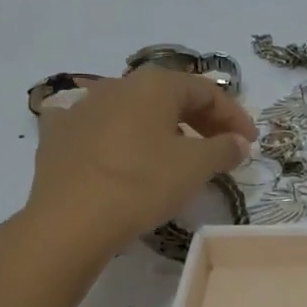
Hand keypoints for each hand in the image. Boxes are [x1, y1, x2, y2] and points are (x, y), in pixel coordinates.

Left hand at [20, 67, 254, 250]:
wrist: (68, 221)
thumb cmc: (142, 184)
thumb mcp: (196, 167)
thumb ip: (224, 148)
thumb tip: (238, 142)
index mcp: (155, 84)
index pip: (206, 91)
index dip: (234, 115)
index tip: (249, 143)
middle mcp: (118, 85)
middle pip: (170, 97)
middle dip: (201, 121)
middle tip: (222, 148)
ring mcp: (82, 107)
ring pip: (134, 112)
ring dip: (162, 129)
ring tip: (176, 156)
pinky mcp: (57, 135)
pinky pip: (96, 128)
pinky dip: (116, 137)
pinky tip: (119, 153)